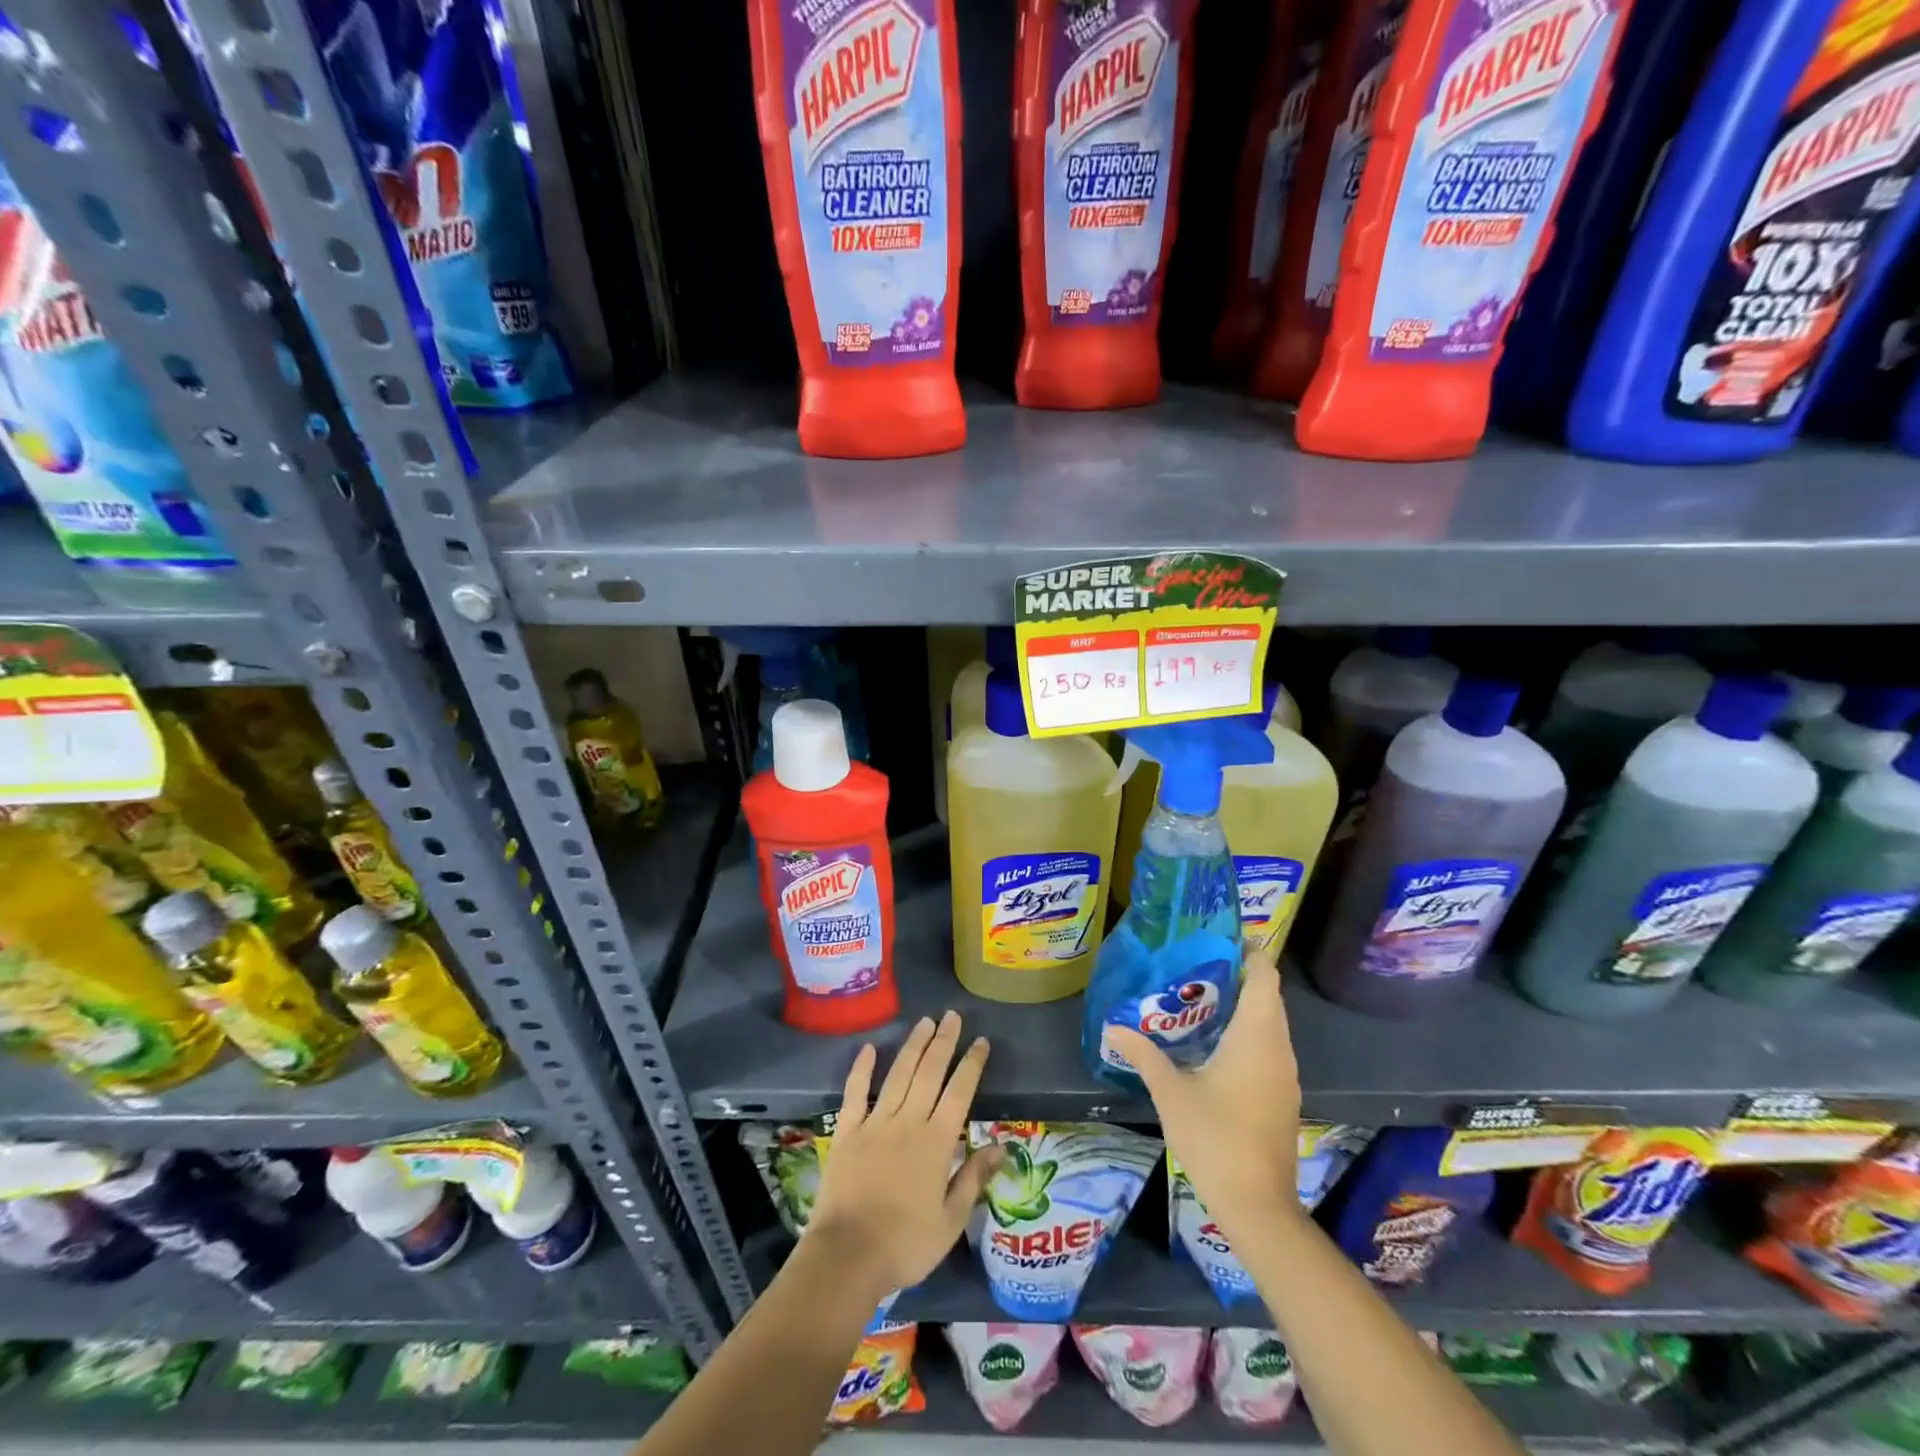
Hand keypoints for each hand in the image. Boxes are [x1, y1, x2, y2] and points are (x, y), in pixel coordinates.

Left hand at [807, 1011, 1000, 1300]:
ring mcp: (875, 1123)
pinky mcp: (847, 1131)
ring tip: (924, 1022)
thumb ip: (974, 1179)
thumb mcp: (951, 1221)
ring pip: (898, 1074)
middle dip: (943, 1041)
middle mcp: (908, 1122)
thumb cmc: (905, 1245)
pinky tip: (870, 1047)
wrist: (848, 1257)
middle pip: (929, 1073)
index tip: (981, 1041)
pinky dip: (862, 1068)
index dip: (972, 1064)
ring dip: (913, 1046)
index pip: (959, 1092)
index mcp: (936, 1143)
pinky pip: (855, 1093)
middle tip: (952, 1016)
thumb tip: (1001, 1146)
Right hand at [1107, 949, 1301, 1240]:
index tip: (1218, 937)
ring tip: (1198, 996)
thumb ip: (1143, 1054)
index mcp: (1256, 1037)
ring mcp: (1285, 1075)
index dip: (1248, 951)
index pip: (1264, 976)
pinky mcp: (1282, 1096)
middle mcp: (1278, 1049)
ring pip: (1269, 1024)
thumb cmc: (1215, 1138)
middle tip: (1195, 963)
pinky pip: (1268, 1048)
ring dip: (1242, 1006)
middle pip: (1268, 997)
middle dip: (1238, 976)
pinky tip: (1213, 1042)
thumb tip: (1111, 1027)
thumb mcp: (1170, 1092)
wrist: (1257, 1206)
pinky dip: (1247, 1033)